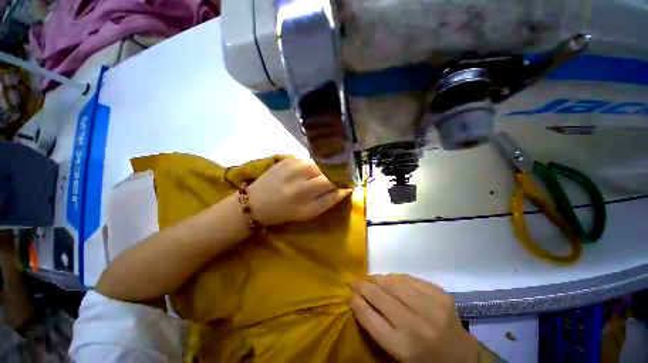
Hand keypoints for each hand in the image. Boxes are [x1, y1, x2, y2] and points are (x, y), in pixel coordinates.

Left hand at [247, 158, 351, 225]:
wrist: (256, 202)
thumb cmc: (284, 212)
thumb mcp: (309, 213)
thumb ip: (330, 201)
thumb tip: (346, 189)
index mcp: (306, 195)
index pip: (334, 181)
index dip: (343, 180)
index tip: (347, 182)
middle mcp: (300, 177)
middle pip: (328, 168)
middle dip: (335, 173)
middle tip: (334, 179)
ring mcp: (293, 165)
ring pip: (320, 162)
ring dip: (324, 169)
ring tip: (318, 177)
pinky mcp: (287, 158)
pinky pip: (309, 160)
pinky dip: (313, 166)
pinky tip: (307, 172)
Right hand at [350, 274, 478, 362]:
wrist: (463, 359)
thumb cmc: (424, 362)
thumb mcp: (397, 355)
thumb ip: (377, 328)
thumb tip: (360, 300)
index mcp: (402, 347)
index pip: (368, 316)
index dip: (356, 301)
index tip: (350, 294)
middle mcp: (415, 326)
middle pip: (379, 295)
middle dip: (362, 285)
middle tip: (354, 281)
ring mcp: (431, 307)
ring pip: (393, 282)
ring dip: (378, 278)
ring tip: (371, 278)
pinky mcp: (441, 295)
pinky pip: (410, 279)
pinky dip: (396, 277)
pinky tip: (391, 280)